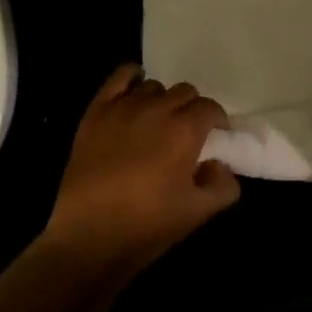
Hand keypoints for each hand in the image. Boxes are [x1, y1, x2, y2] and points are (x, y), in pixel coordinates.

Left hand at [38, 65, 241, 282]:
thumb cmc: (146, 224)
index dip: (216, 121)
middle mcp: (157, 108)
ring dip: (162, 100)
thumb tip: (221, 165)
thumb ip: (222, 185)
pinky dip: (132, 77)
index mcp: (185, 130)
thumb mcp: (197, 213)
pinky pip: (120, 77)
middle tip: (187, 134)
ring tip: (157, 122)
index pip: (210, 108)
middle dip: (192, 108)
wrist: (88, 235)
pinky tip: (134, 90)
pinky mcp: (98, 110)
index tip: (216, 137)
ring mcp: (125, 106)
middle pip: (184, 91)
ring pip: (154, 86)